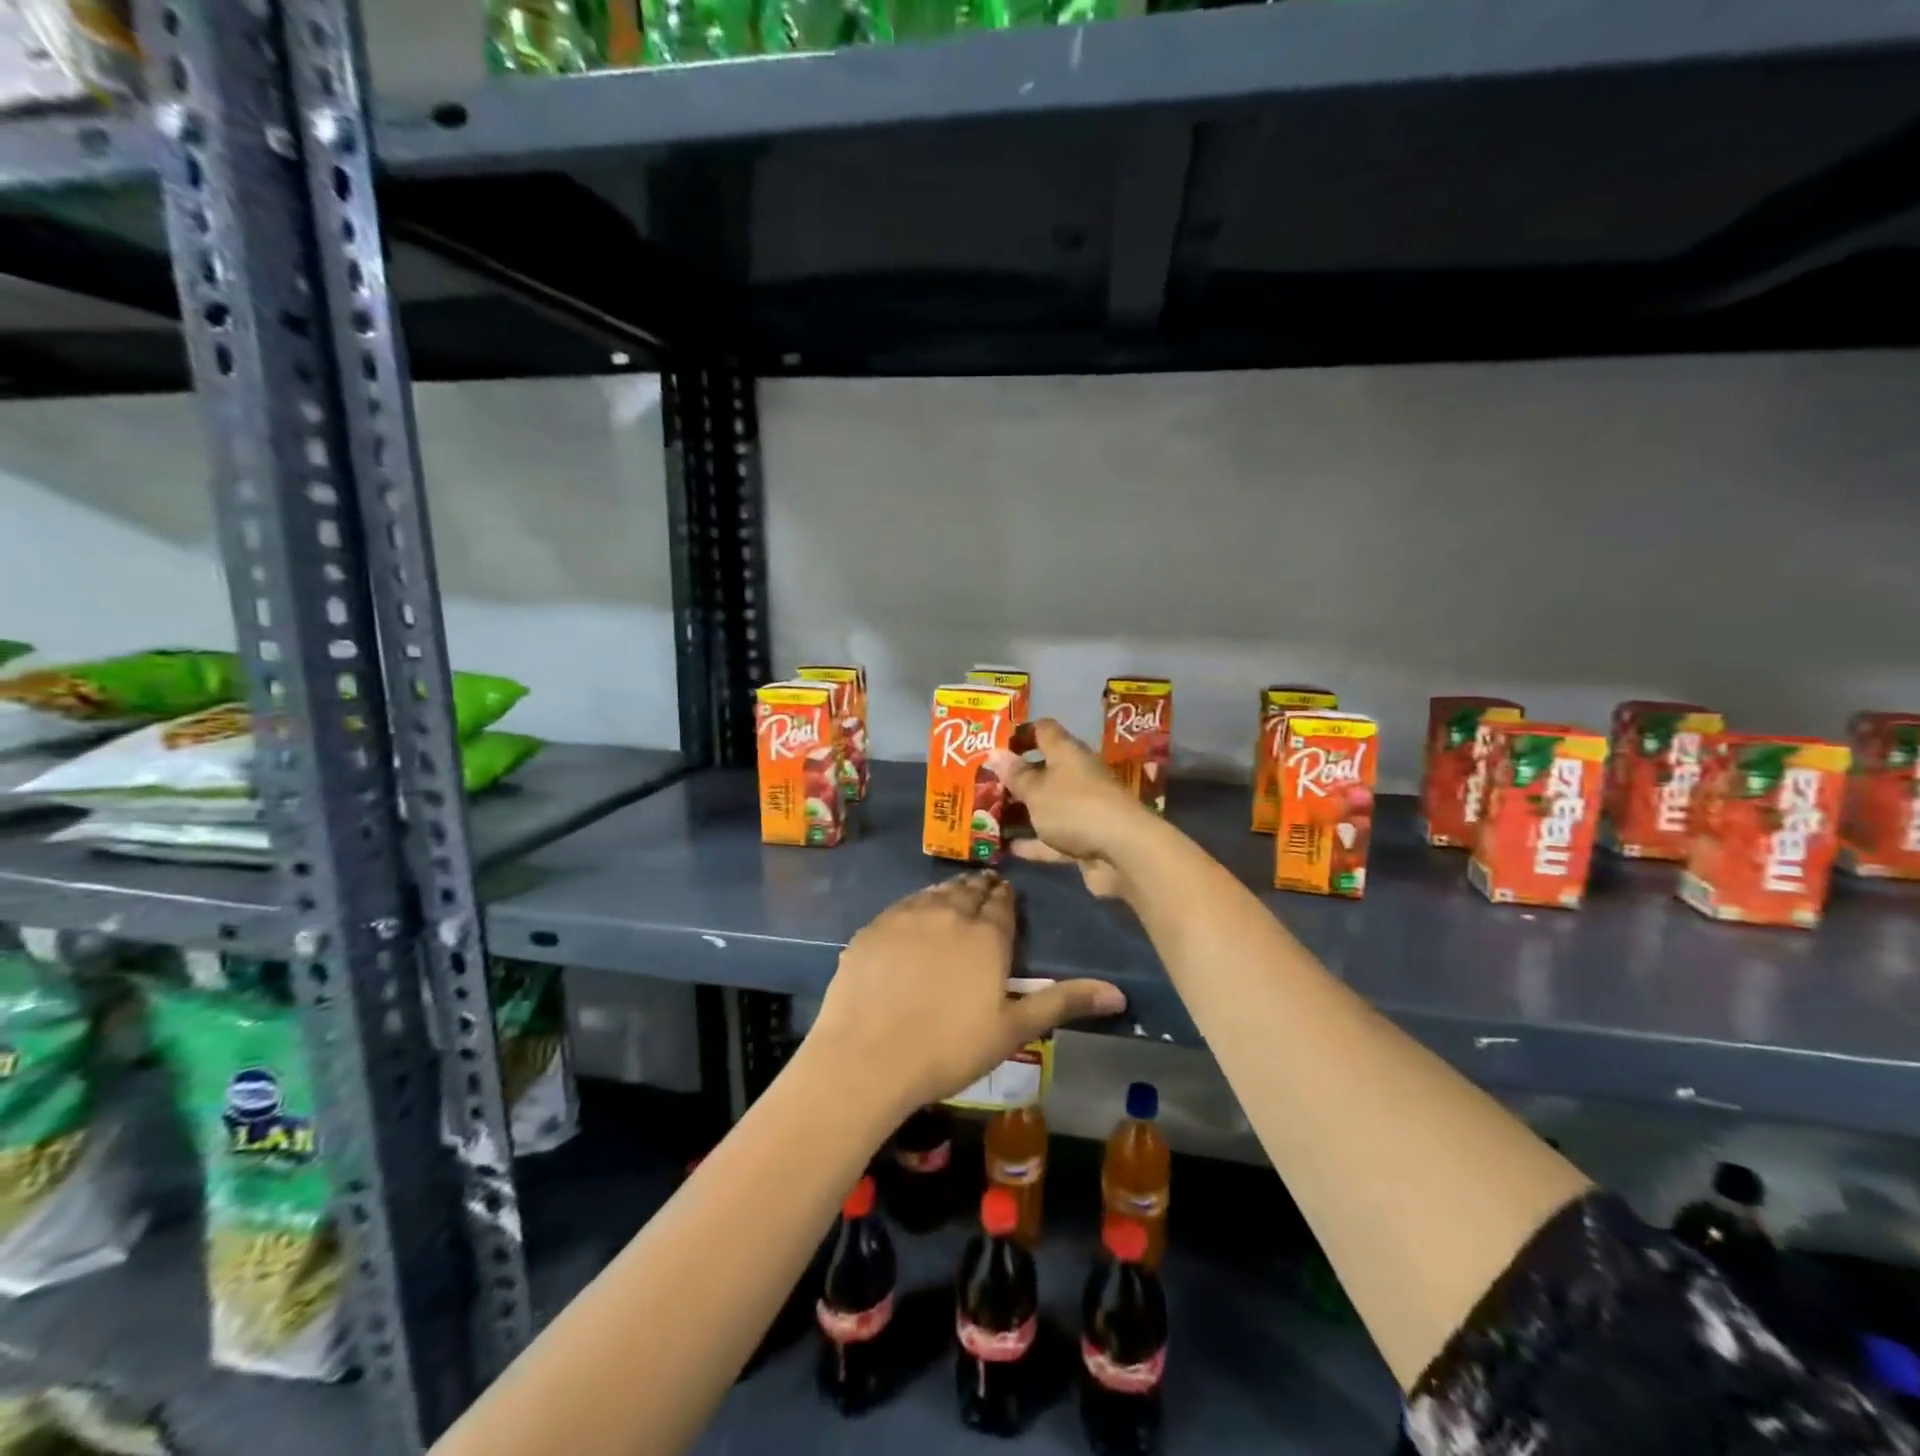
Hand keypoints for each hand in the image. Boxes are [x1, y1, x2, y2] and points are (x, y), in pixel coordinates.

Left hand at [807, 871, 1124, 1115]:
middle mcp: (949, 913)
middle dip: (980, 890)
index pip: (1002, 902)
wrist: (867, 1058)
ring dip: (950, 892)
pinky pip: (903, 905)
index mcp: (986, 935)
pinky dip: (916, 904)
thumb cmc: (949, 1048)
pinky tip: (915, 916)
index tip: (1006, 895)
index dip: (1005, 897)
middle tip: (983, 891)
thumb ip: (1063, 1003)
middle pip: (969, 891)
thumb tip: (1119, 994)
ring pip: (936, 892)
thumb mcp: (1013, 1029)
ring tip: (955, 896)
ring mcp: (906, 916)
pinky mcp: (873, 927)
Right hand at [989, 719, 1152, 899]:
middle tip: (983, 785)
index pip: (1044, 730)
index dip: (1021, 733)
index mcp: (1068, 753)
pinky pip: (1052, 838)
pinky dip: (1032, 843)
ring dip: (1022, 812)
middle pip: (1044, 770)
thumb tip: (995, 753)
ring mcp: (1083, 809)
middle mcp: (1077, 776)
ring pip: (1047, 806)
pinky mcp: (1085, 839)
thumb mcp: (1037, 790)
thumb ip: (1016, 775)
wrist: (1123, 852)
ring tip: (987, 817)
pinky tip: (1005, 849)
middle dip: (1016, 778)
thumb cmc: (1074, 808)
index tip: (996, 744)